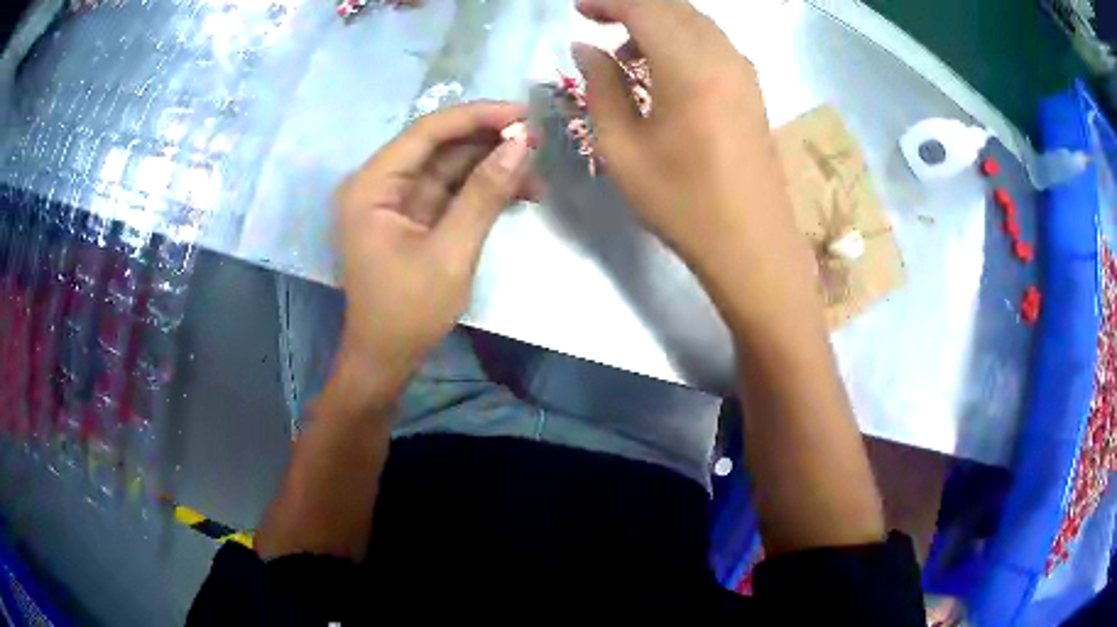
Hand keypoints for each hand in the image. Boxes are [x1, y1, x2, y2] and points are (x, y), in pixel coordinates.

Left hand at [329, 102, 533, 411]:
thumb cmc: (408, 312)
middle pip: (440, 145)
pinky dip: (484, 190)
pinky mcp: (414, 216)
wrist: (386, 359)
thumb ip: (484, 195)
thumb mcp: (451, 253)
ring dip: (493, 167)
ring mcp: (396, 200)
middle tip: (539, 143)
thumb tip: (521, 145)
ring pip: (450, 166)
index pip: (427, 132)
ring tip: (538, 176)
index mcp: (372, 186)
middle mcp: (379, 183)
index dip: (477, 117)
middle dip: (490, 142)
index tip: (524, 115)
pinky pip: (452, 190)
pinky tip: (520, 194)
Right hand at [573, 0, 817, 321]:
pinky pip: (713, 42)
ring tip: (626, 52)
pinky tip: (663, 67)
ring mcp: (744, 71)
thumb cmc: (682, 203)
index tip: (578, 10)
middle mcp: (723, 55)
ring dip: (658, 22)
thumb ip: (601, 86)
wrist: (752, 244)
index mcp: (689, 66)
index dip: (608, 2)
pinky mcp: (752, 88)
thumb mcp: (623, 147)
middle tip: (596, 23)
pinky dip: (682, 39)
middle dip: (631, 6)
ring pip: (695, 22)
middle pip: (673, 7)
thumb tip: (586, 48)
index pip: (644, 7)